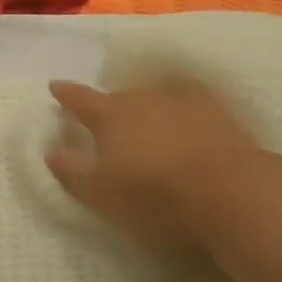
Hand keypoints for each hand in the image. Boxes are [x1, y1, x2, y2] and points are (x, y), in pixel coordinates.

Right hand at [45, 78, 275, 249]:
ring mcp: (181, 102)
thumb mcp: (101, 193)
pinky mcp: (216, 113)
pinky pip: (191, 100)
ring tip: (144, 117)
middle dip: (108, 105)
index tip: (55, 86)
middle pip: (118, 97)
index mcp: (109, 115)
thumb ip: (72, 171)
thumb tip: (51, 150)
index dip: (66, 93)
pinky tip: (186, 113)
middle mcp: (142, 99)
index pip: (80, 99)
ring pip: (154, 97)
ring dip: (145, 106)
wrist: (229, 191)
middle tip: (103, 117)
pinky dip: (183, 105)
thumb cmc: (155, 195)